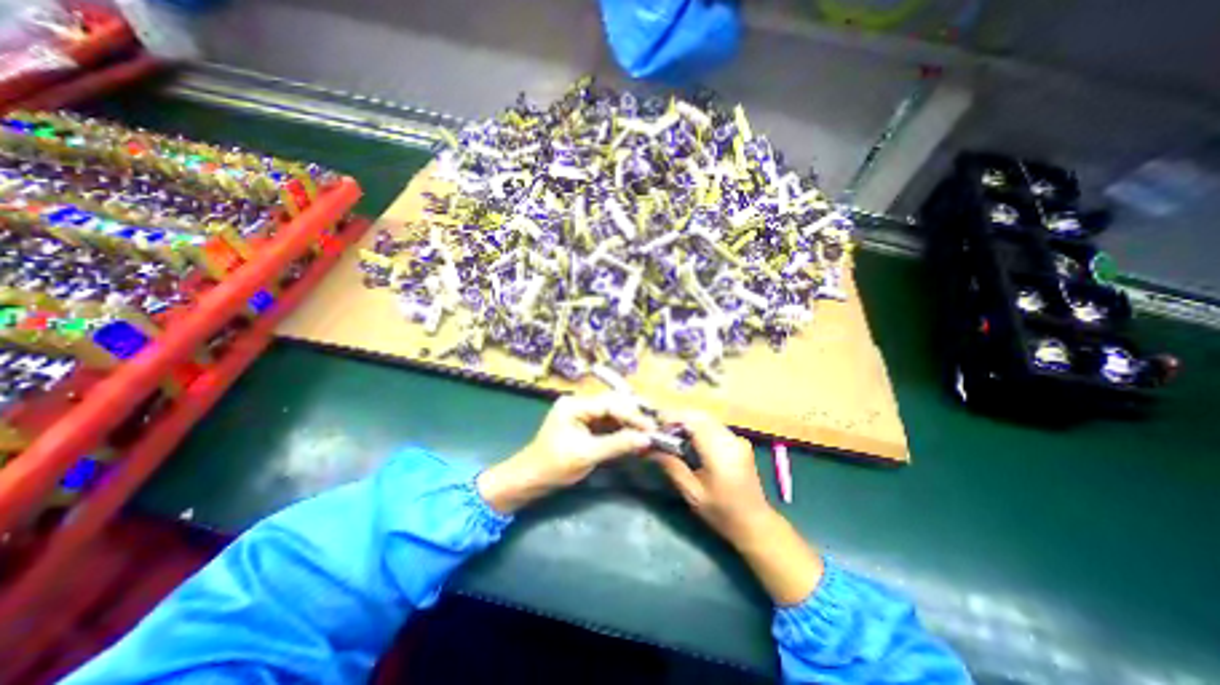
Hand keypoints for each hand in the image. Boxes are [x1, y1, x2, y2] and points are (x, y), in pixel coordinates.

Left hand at [477, 392, 656, 513]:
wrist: (530, 479)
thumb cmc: (553, 466)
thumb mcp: (586, 455)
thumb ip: (617, 444)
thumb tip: (646, 439)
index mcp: (574, 405)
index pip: (610, 404)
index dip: (632, 415)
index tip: (651, 428)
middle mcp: (579, 404)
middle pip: (613, 404)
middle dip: (633, 417)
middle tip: (653, 430)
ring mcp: (581, 413)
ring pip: (612, 413)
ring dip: (629, 423)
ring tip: (647, 434)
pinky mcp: (584, 425)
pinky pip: (607, 423)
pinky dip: (620, 430)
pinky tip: (633, 437)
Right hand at [648, 408, 819, 601]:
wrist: (756, 524)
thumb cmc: (722, 512)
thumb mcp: (692, 493)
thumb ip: (672, 466)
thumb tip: (650, 449)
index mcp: (720, 451)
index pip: (693, 421)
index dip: (672, 417)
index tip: (656, 425)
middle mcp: (731, 439)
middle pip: (700, 415)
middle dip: (678, 418)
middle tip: (661, 430)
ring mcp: (737, 439)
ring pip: (707, 419)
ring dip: (688, 422)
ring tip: (672, 435)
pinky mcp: (739, 442)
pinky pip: (714, 426)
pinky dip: (699, 427)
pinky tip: (689, 441)